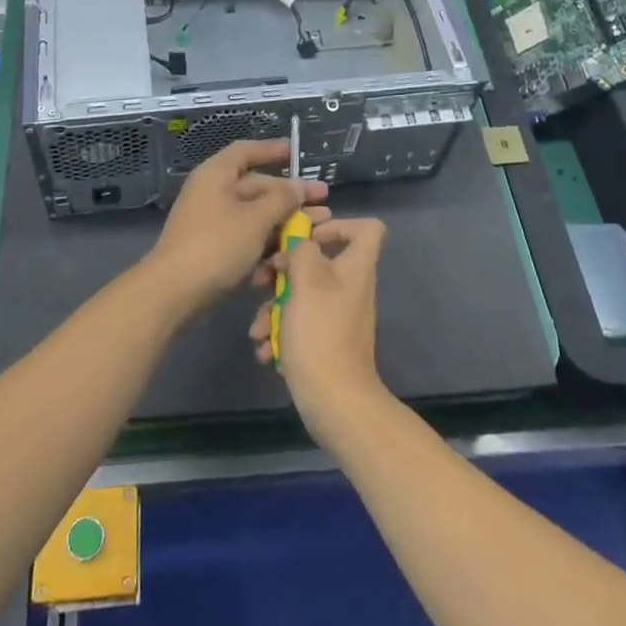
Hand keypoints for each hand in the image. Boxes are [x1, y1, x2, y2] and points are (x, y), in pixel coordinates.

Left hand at [145, 139, 328, 315]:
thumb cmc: (216, 245)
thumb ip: (281, 200)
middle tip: (324, 201)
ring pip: (255, 214)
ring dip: (284, 220)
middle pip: (257, 185)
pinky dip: (267, 240)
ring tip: (318, 227)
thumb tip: (297, 187)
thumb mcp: (255, 220)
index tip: (296, 153)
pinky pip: (246, 236)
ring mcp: (212, 221)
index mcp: (217, 174)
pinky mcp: (214, 247)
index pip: (246, 151)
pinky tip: (290, 251)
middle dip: (290, 194)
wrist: (173, 292)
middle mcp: (213, 192)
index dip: (272, 150)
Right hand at [250, 217, 387, 441]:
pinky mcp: (323, 342)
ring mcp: (337, 317)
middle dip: (283, 271)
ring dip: (273, 309)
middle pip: (318, 263)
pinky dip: (279, 334)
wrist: (334, 401)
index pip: (367, 229)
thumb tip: (297, 248)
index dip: (338, 224)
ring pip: (301, 296)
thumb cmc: (321, 332)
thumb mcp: (307, 281)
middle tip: (262, 280)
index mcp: (356, 268)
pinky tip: (264, 349)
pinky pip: (299, 325)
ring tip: (258, 330)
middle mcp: (349, 288)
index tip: (307, 235)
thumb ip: (301, 251)